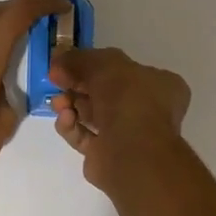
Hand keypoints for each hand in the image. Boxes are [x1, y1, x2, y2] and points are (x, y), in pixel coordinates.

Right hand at [48, 47, 191, 191]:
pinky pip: (85, 137)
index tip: (68, 63)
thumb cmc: (128, 99)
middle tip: (56, 80)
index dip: (94, 64)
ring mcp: (129, 135)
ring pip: (93, 115)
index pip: (125, 69)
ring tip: (58, 103)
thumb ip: (79, 59)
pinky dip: (72, 126)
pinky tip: (64, 119)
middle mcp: (147, 109)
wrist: (132, 153)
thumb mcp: (103, 64)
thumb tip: (57, 59)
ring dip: (71, 105)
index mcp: (159, 84)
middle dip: (77, 85)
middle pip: (104, 92)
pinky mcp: (109, 156)